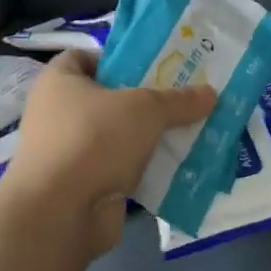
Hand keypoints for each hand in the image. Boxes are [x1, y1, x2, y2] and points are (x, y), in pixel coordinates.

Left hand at [0, 49, 216, 262]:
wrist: (61, 213)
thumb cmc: (94, 139)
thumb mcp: (146, 109)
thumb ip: (179, 100)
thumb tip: (211, 93)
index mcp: (60, 82)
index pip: (85, 57)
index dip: (117, 57)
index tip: (152, 64)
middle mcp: (59, 114)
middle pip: (109, 98)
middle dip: (146, 99)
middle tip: (183, 97)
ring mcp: (70, 152)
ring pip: (119, 136)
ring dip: (149, 137)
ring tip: (189, 130)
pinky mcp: (83, 185)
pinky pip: (122, 169)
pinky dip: (146, 169)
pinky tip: (178, 166)